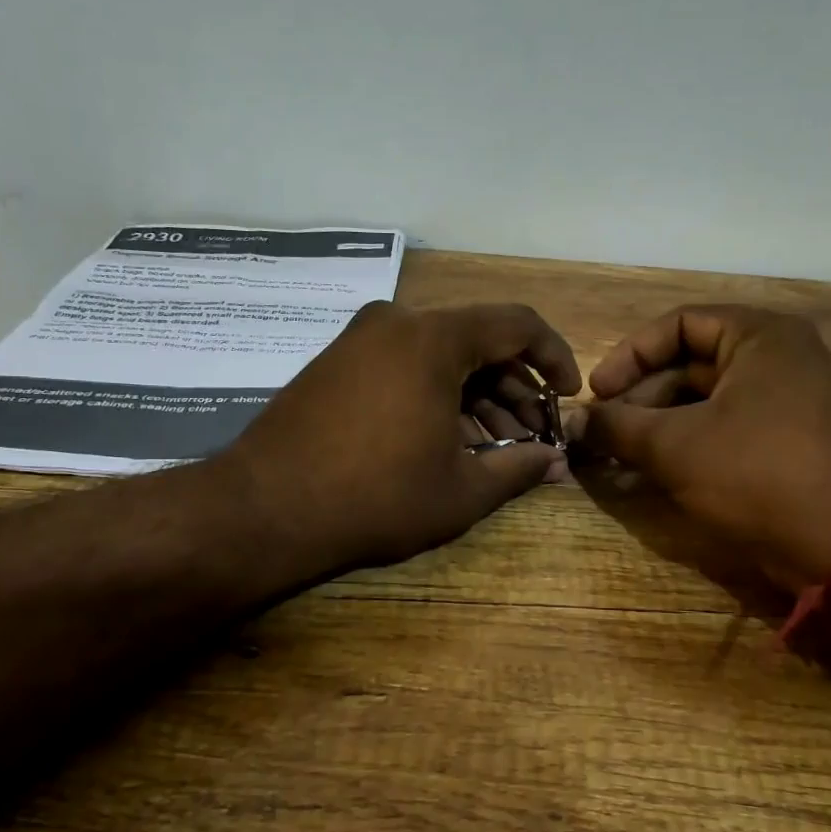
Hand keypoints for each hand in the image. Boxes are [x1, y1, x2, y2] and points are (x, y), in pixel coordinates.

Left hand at [220, 301, 580, 579]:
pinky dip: (437, 395)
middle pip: (478, 341)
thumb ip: (520, 468)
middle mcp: (397, 322)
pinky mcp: (337, 362)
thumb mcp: (460, 490)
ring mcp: (360, 339)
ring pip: (441, 356)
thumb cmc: (375, 497)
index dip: (554, 356)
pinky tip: (448, 440)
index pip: (517, 324)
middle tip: (532, 436)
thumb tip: (557, 463)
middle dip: (514, 389)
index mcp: (433, 337)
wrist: (264, 509)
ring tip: (496, 448)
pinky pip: (406, 365)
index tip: (567, 395)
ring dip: (476, 396)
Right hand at [577, 305, 830, 589]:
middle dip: (640, 397)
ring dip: (658, 424)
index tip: (597, 392)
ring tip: (620, 454)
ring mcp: (788, 399)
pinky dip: (688, 442)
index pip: (678, 325)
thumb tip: (574, 421)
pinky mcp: (789, 439)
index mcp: (761, 337)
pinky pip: (726, 426)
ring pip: (706, 399)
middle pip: (691, 363)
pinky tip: (652, 469)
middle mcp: (779, 357)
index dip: (629, 356)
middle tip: (603, 430)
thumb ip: (617, 426)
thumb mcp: (675, 447)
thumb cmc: (758, 474)